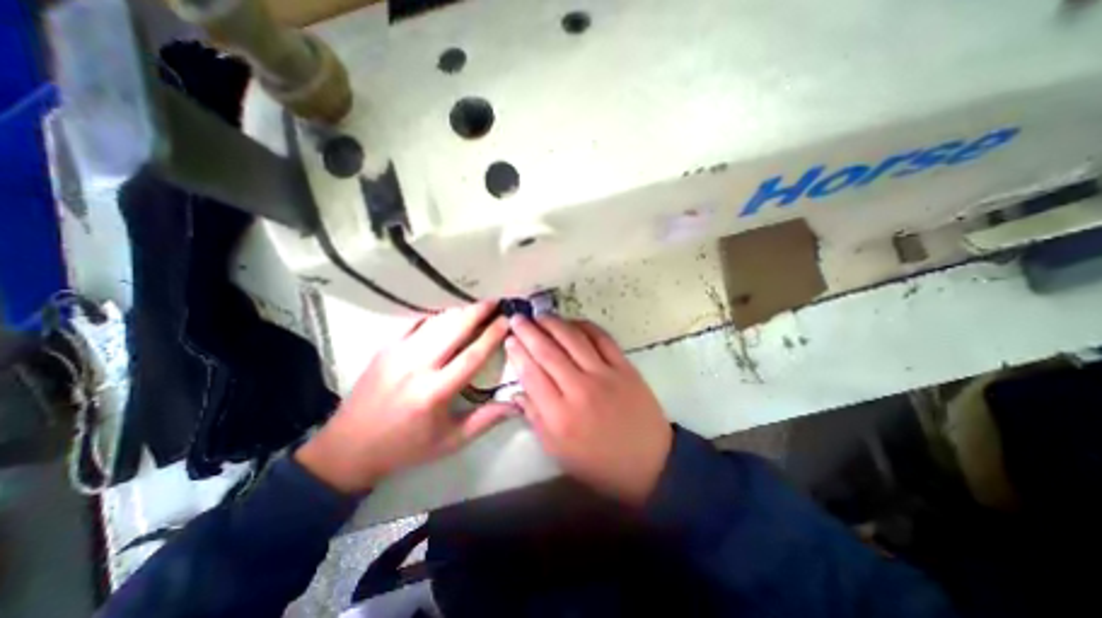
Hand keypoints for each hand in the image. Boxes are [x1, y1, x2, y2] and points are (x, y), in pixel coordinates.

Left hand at [296, 300, 513, 491]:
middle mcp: (416, 367)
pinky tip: (447, 310)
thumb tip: (517, 404)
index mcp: (435, 392)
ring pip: (435, 322)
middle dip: (478, 311)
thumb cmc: (406, 446)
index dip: (493, 335)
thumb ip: (486, 420)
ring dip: (459, 310)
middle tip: (495, 300)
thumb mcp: (451, 441)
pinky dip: (434, 314)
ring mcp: (397, 353)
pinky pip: (414, 322)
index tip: (507, 320)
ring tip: (477, 303)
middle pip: (454, 329)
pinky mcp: (385, 348)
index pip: (472, 356)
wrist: (348, 447)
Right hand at [502, 316, 671, 503]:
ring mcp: (605, 374)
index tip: (509, 339)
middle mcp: (580, 389)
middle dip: (529, 331)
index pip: (531, 374)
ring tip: (541, 315)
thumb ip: (535, 418)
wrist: (649, 462)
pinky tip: (573, 322)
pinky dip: (585, 326)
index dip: (518, 353)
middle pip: (548, 351)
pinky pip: (602, 338)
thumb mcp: (558, 450)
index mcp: (560, 415)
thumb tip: (517, 391)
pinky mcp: (625, 366)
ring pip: (574, 339)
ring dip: (554, 323)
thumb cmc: (598, 462)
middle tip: (518, 318)